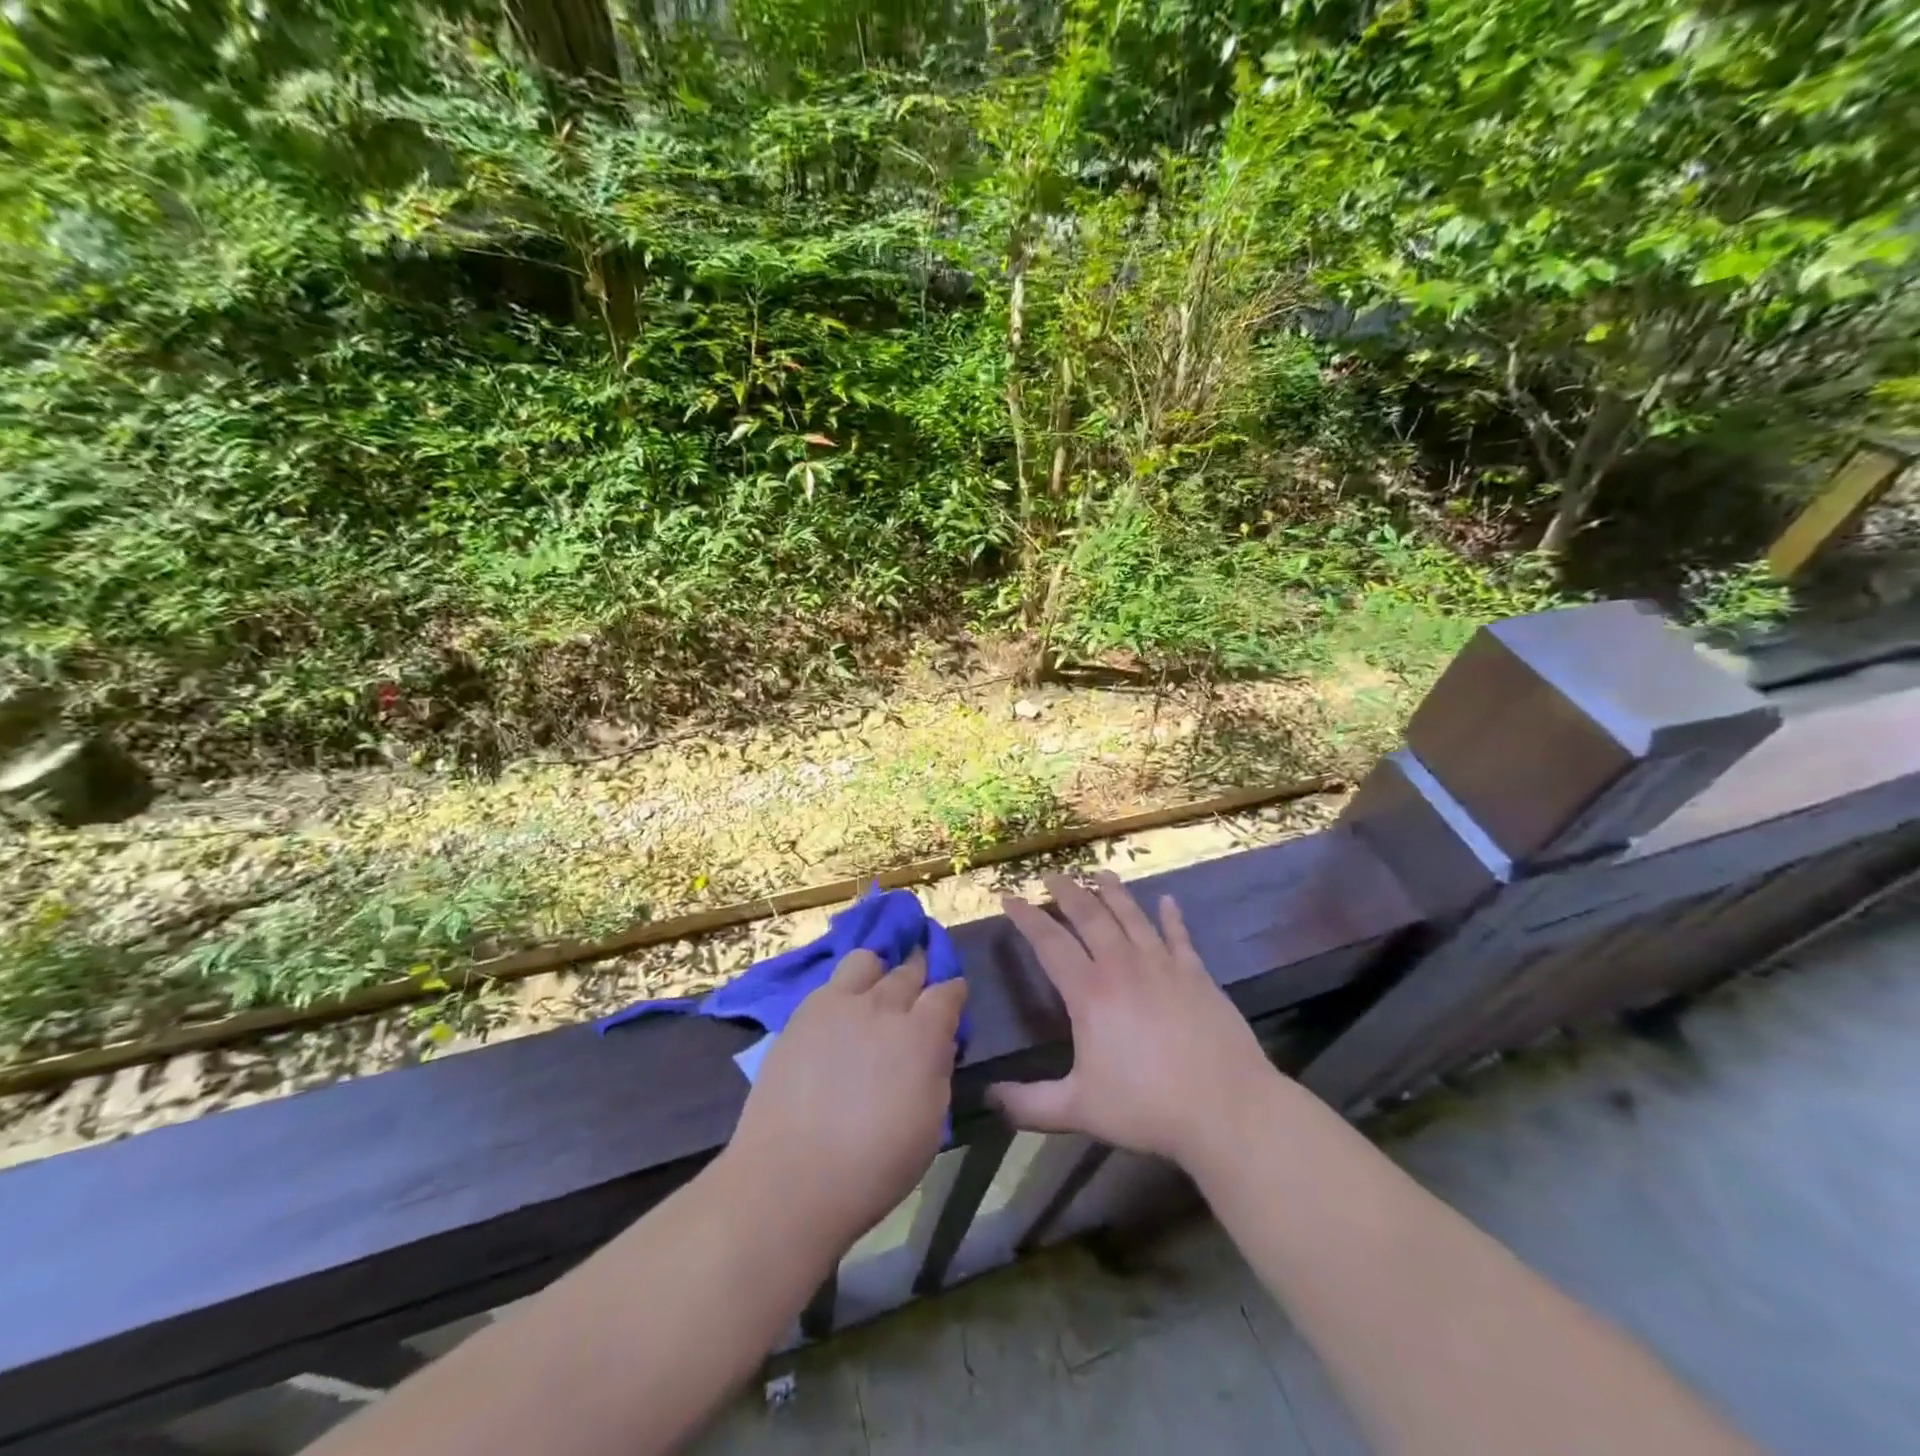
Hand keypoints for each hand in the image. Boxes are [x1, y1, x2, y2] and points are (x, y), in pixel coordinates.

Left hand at [724, 948, 967, 1253]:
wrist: (791, 1178)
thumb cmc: (874, 1166)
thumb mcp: (930, 1125)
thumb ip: (938, 1072)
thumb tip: (938, 1045)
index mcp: (922, 1033)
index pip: (948, 991)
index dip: (954, 994)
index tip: (953, 1001)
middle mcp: (883, 1006)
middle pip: (909, 970)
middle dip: (919, 975)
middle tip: (917, 992)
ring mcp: (838, 1004)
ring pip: (866, 961)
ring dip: (877, 971)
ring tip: (874, 993)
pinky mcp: (802, 1014)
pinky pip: (830, 983)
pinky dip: (843, 990)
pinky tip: (839, 1014)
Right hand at [991, 872, 1275, 1168]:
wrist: (1227, 1109)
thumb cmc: (1148, 1108)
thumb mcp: (1079, 1110)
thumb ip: (1029, 1104)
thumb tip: (988, 1097)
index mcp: (1090, 993)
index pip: (1049, 942)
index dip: (1026, 918)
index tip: (1009, 898)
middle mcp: (1123, 966)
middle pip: (1090, 916)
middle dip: (1067, 892)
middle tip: (1052, 874)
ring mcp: (1164, 966)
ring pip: (1132, 916)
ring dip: (1113, 892)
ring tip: (1100, 873)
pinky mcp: (1197, 975)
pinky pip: (1179, 936)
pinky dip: (1171, 916)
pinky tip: (1168, 901)